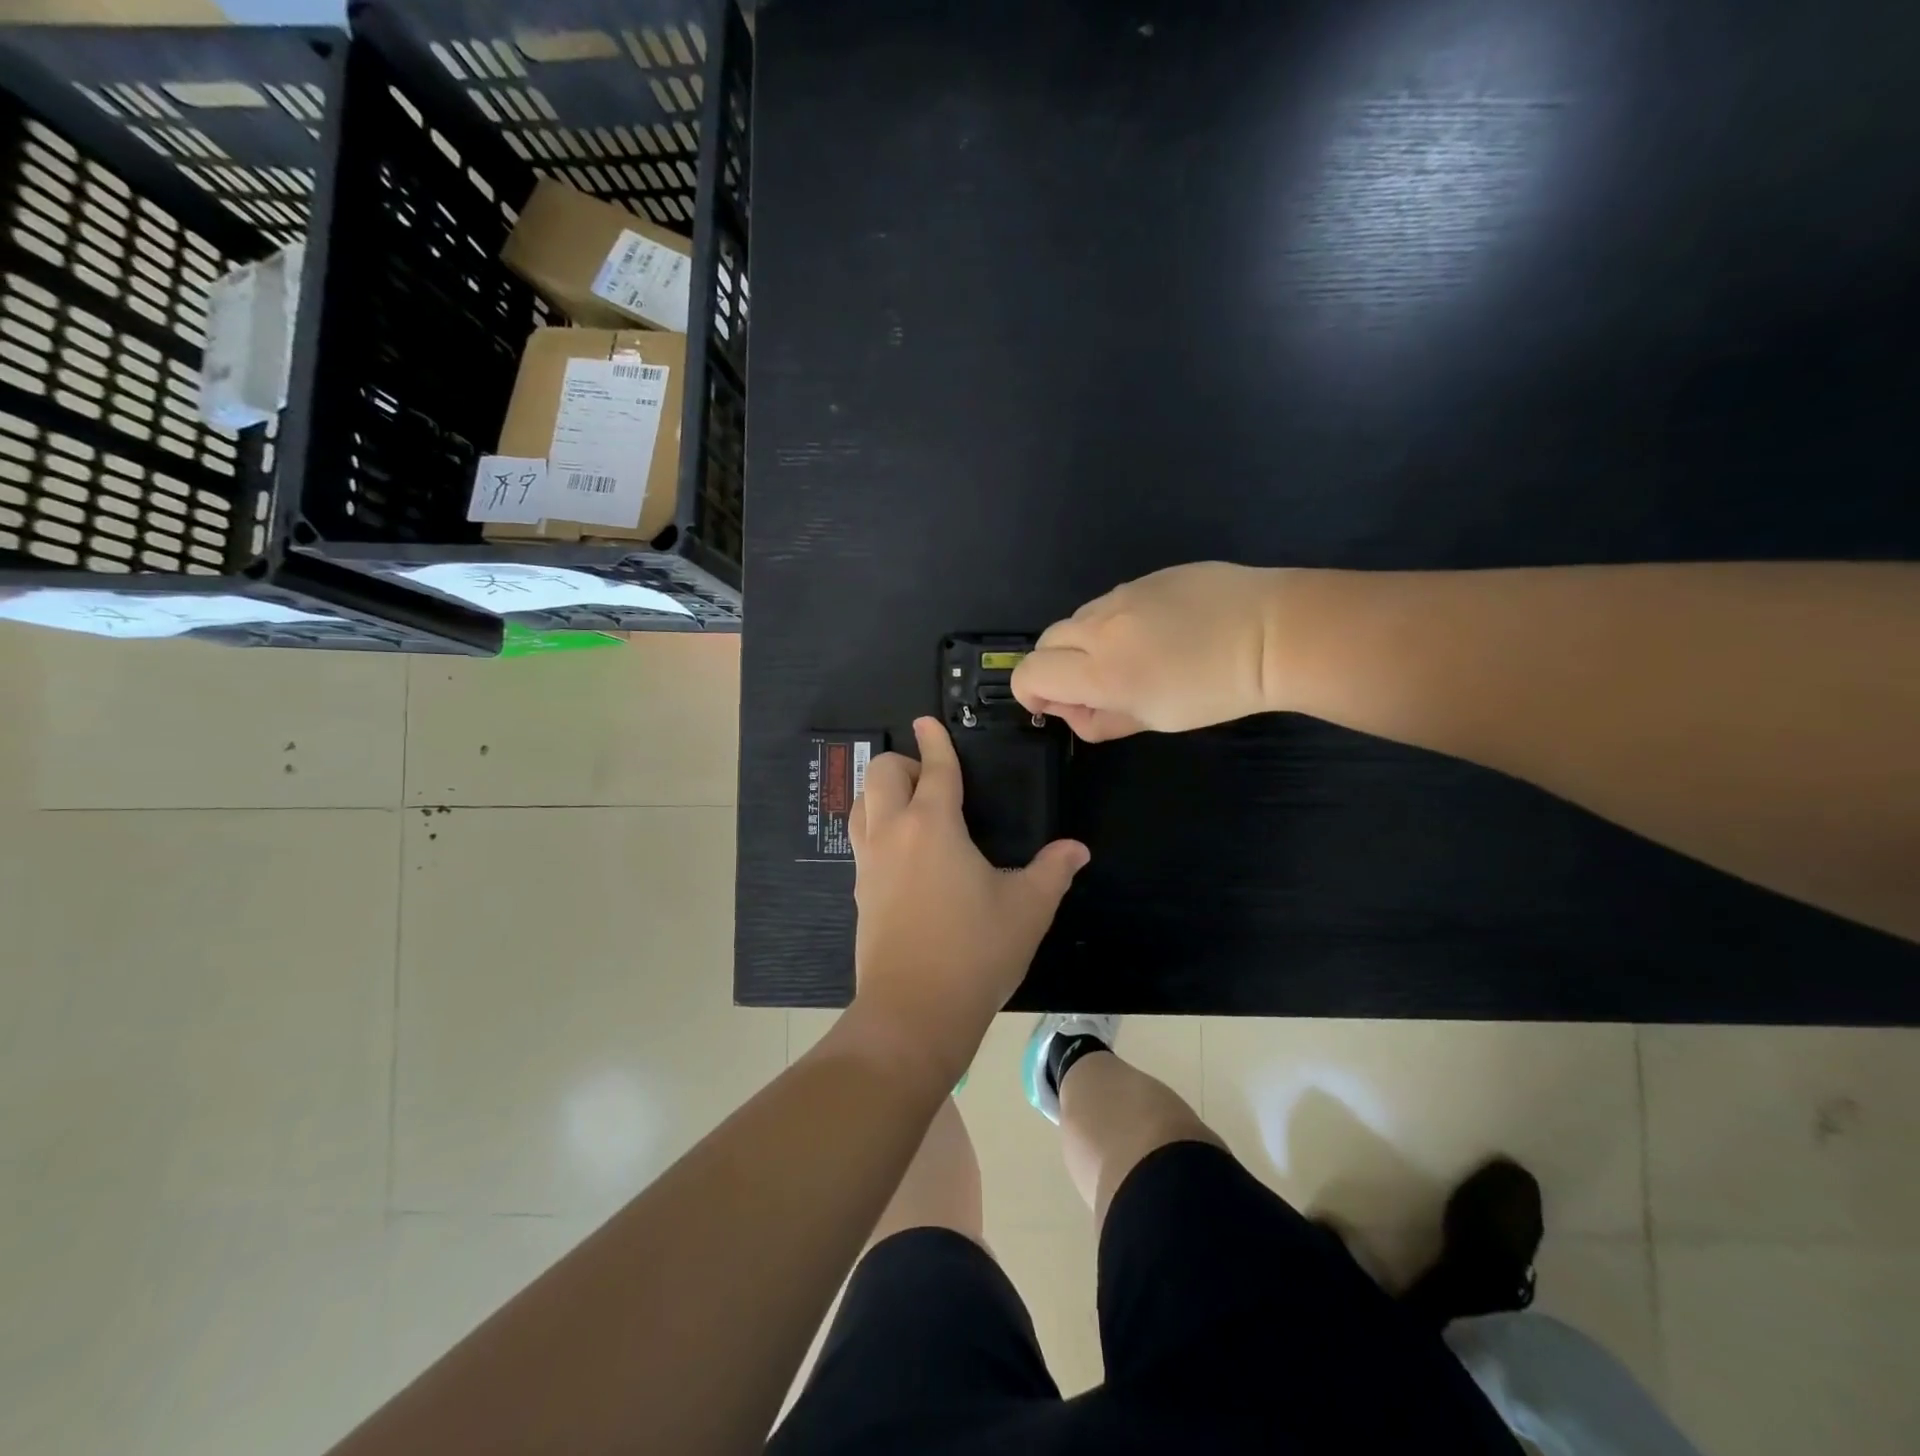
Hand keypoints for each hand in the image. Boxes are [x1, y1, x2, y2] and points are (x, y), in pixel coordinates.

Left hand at [849, 718, 1089, 1073]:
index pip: (933, 768)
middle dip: (902, 762)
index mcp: (933, 825)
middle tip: (929, 777)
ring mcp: (869, 862)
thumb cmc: (975, 952)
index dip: (934, 741)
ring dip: (881, 792)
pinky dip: (875, 826)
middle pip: (881, 774)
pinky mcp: (859, 891)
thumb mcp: (1028, 909)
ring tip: (910, 806)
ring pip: (861, 804)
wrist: (914, 1011)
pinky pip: (860, 839)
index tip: (928, 722)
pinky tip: (901, 851)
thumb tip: (1078, 849)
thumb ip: (1053, 870)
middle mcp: (893, 833)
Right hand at [1012, 562, 1279, 740]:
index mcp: (1100, 670)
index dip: (1031, 694)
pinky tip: (1158, 632)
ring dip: (1084, 644)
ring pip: (1077, 620)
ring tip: (1132, 657)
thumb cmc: (1217, 691)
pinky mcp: (1147, 577)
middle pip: (1045, 643)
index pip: (1029, 674)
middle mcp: (1099, 627)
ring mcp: (1122, 595)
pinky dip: (1114, 622)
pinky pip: (1111, 602)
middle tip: (1094, 687)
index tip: (1058, 707)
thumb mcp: (1156, 719)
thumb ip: (1103, 720)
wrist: (1274, 632)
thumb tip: (1076, 714)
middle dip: (1055, 668)